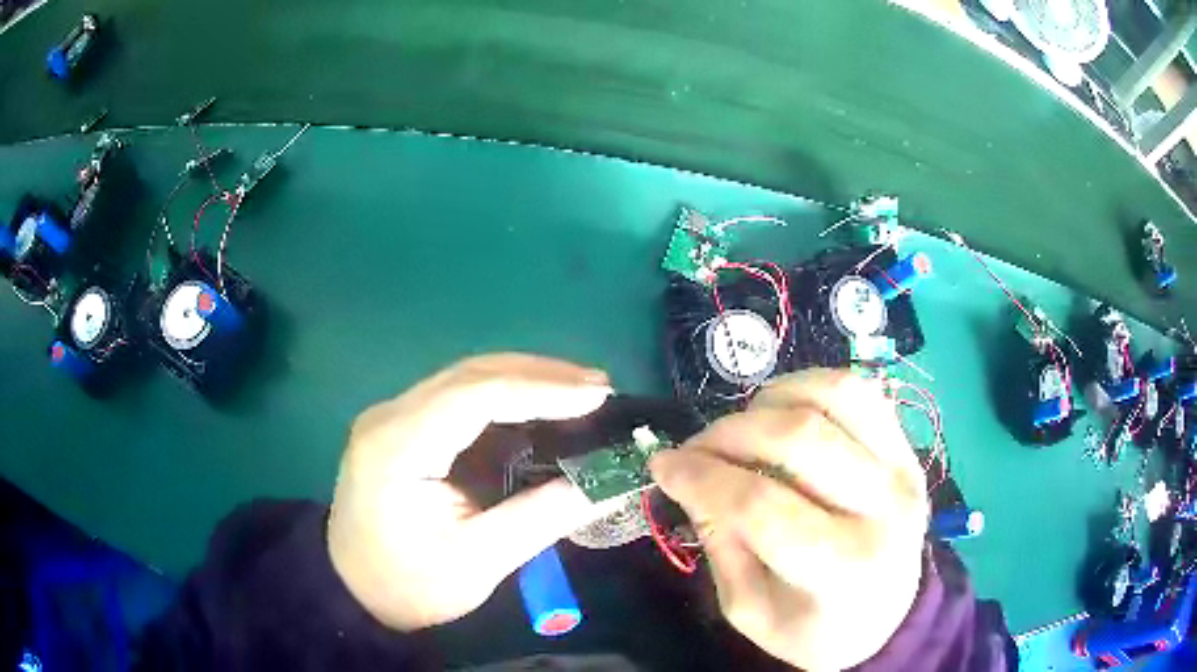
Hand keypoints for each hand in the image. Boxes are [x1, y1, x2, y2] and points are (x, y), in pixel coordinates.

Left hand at [327, 354, 616, 630]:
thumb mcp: (480, 561)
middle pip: (471, 374)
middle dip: (540, 375)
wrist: (355, 592)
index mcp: (398, 447)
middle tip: (600, 387)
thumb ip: (544, 516)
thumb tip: (610, 484)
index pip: (474, 396)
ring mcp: (391, 416)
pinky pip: (457, 396)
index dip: (541, 389)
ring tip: (581, 390)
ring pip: (465, 378)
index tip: (598, 395)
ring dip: (525, 379)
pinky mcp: (400, 426)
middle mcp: (389, 416)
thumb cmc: (411, 585)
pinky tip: (537, 404)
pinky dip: (504, 394)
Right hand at [649, 369, 928, 670]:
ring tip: (741, 428)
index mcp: (842, 567)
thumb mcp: (750, 611)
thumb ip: (721, 545)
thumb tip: (692, 479)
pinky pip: (859, 390)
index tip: (662, 467)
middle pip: (799, 439)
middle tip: (693, 448)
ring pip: (834, 397)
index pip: (761, 506)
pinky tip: (781, 410)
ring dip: (770, 400)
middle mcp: (883, 508)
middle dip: (728, 434)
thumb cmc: (815, 628)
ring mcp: (903, 467)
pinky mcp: (907, 446)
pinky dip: (808, 386)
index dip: (701, 478)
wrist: (888, 614)